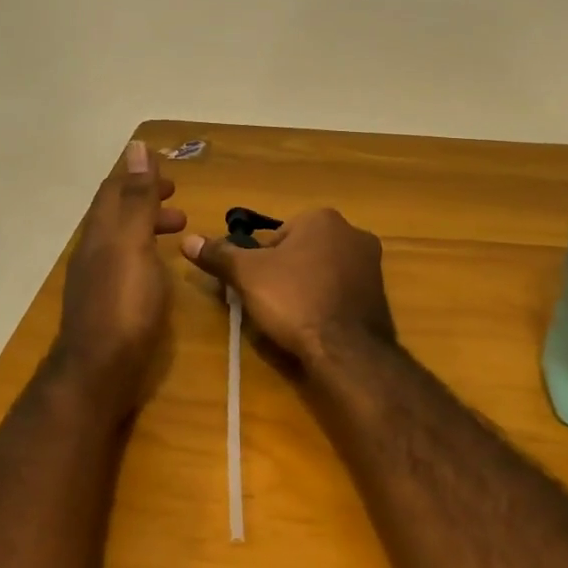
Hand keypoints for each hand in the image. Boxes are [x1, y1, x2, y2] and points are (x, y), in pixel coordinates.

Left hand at [53, 140, 186, 414]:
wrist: (99, 371)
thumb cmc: (123, 303)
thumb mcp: (134, 243)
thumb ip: (137, 198)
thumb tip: (136, 147)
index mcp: (99, 231)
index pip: (114, 190)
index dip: (138, 176)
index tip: (168, 173)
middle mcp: (93, 251)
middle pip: (117, 214)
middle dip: (146, 202)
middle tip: (179, 204)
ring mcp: (96, 280)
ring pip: (122, 241)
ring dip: (148, 228)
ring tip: (179, 233)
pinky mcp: (106, 305)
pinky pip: (126, 266)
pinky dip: (145, 255)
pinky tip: (160, 272)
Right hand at [181, 208, 395, 367]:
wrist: (347, 349)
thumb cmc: (294, 300)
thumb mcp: (247, 275)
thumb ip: (219, 255)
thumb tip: (187, 240)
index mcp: (322, 218)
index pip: (277, 235)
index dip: (260, 262)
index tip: (256, 287)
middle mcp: (353, 232)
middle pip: (301, 251)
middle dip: (285, 272)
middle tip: (272, 303)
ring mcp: (372, 264)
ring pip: (323, 271)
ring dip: (307, 287)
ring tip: (293, 317)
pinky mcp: (381, 293)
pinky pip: (342, 291)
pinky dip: (327, 302)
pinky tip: (316, 324)